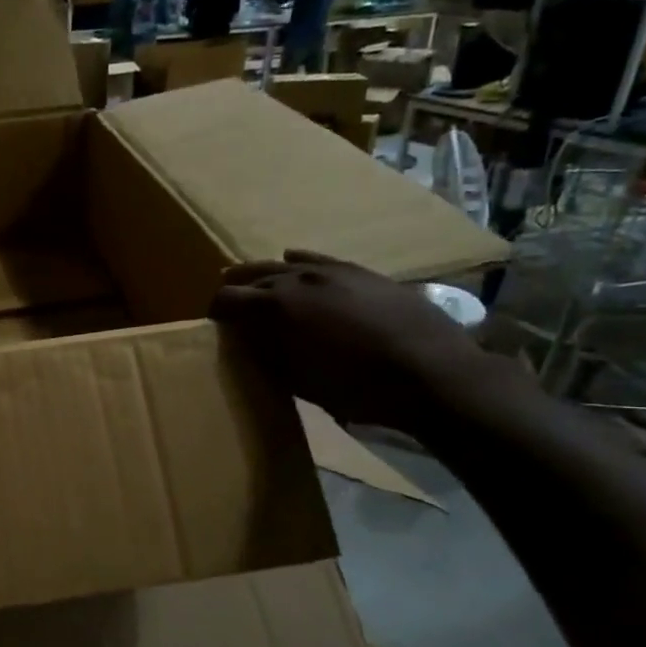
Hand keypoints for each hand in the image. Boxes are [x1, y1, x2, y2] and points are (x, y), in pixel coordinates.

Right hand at [211, 251, 500, 436]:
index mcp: (276, 307)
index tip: (213, 324)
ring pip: (285, 264)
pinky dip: (300, 262)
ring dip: (265, 274)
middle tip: (226, 303)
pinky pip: (319, 258)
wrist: (432, 374)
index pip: (228, 299)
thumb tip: (247, 339)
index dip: (216, 310)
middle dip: (236, 288)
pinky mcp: (361, 272)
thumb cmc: (357, 388)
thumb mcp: (299, 380)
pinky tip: (294, 261)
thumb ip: (268, 354)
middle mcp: (298, 279)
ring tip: (254, 283)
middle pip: (253, 275)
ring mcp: (332, 270)